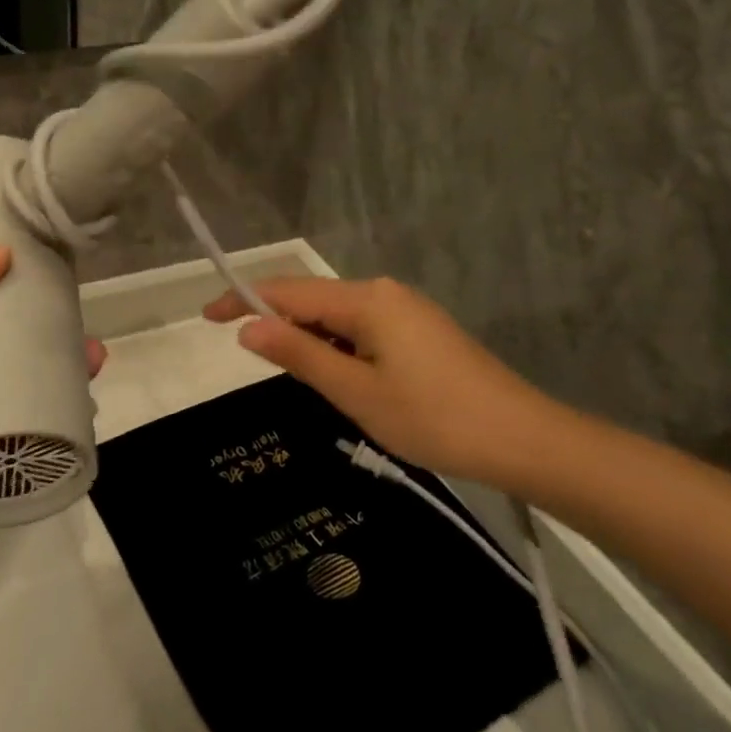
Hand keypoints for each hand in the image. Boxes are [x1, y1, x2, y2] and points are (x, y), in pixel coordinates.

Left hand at [0, 247, 105, 590]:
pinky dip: (66, 414)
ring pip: (30, 386)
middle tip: (78, 314)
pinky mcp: (0, 463)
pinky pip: (39, 431)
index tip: (44, 267)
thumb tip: (4, 252)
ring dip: (64, 369)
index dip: (6, 287)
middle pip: (9, 347)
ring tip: (95, 355)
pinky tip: (89, 397)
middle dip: (47, 330)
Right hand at [205, 277, 574, 490]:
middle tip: (251, 360)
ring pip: (339, 319)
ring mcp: (406, 311)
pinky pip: (363, 331)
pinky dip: (340, 351)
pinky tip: (345, 383)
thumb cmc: (434, 418)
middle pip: (313, 300)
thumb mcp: (356, 392)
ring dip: (312, 342)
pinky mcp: (420, 332)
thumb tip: (247, 327)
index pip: (288, 291)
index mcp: (366, 300)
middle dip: (278, 324)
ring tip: (306, 385)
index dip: (243, 300)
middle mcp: (384, 293)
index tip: (205, 317)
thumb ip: (300, 355)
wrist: (525, 440)